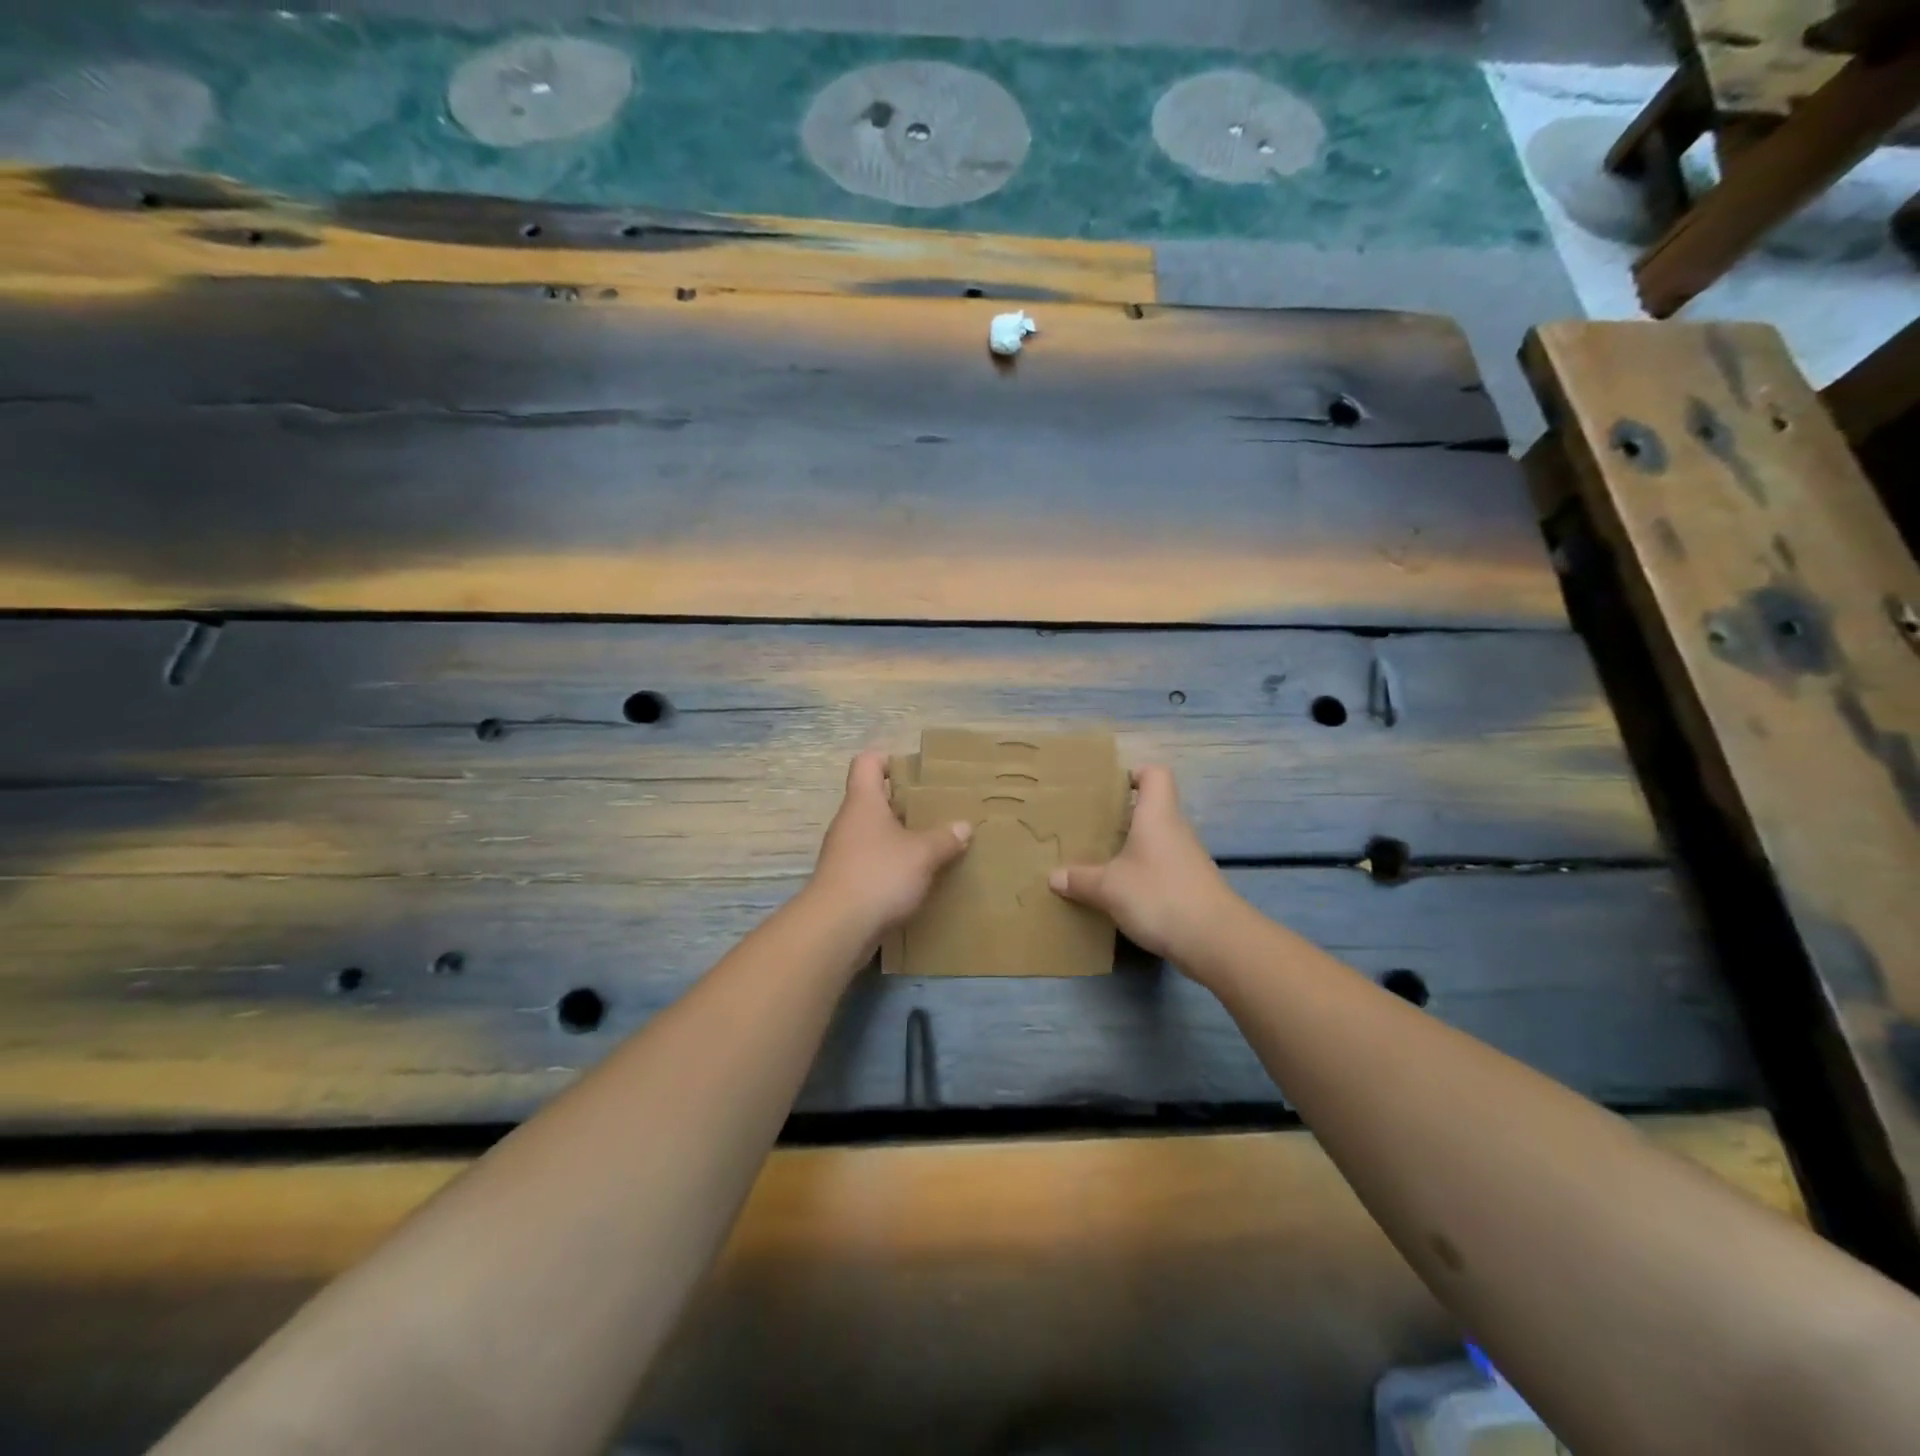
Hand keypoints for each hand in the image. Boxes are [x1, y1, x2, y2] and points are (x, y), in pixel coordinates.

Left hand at [808, 751, 970, 942]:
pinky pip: (872, 863)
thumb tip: (964, 826)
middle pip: (874, 800)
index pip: (867, 763)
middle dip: (904, 804)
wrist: (836, 928)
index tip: (915, 771)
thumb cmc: (879, 874)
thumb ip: (944, 838)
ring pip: (874, 834)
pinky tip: (917, 879)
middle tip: (936, 810)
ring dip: (900, 838)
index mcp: (863, 802)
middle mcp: (849, 822)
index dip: (888, 759)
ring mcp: (843, 853)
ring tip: (932, 845)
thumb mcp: (922, 854)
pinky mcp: (845, 882)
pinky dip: (892, 866)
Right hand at [1048, 765, 1240, 965]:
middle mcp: (1175, 830)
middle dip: (1123, 816)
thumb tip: (1054, 876)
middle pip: (1152, 809)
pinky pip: (1162, 868)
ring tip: (1101, 861)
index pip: (1155, 774)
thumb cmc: (1159, 895)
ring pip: (1156, 841)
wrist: (1215, 941)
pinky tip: (1122, 892)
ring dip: (1132, 848)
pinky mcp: (1191, 886)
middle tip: (1092, 827)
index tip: (1110, 789)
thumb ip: (1080, 879)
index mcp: (1157, 816)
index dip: (1135, 774)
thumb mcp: (1109, 888)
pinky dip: (1143, 874)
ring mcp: (1187, 859)